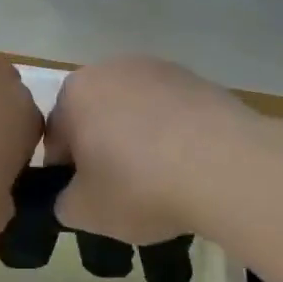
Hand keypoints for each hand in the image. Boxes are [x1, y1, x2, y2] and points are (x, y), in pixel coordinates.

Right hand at [46, 57, 261, 245]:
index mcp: (75, 93)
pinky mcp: (198, 79)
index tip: (88, 199)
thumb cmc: (140, 185)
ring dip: (140, 139)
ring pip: (136, 111)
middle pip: (97, 117)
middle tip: (123, 191)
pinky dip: (175, 135)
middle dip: (104, 149)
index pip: (56, 138)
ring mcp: (159, 69)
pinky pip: (173, 112)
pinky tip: (191, 167)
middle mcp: (112, 68)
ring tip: (163, 180)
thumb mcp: (85, 212)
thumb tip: (72, 196)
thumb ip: (64, 203)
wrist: (226, 166)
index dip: (68, 173)